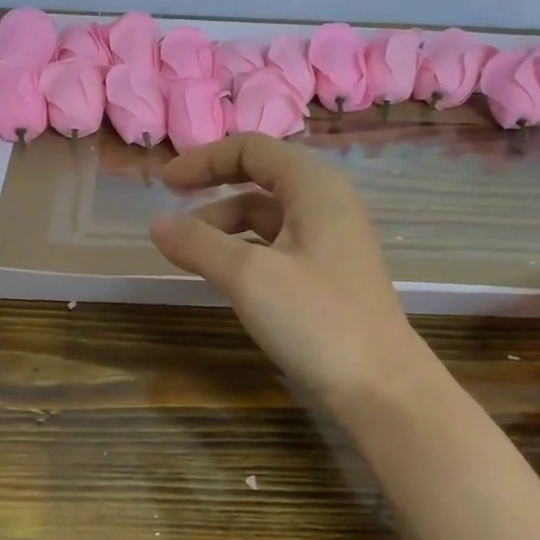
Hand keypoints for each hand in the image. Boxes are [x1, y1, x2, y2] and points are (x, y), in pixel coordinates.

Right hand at [149, 134, 435, 421]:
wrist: (382, 389)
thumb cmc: (317, 319)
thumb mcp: (248, 275)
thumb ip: (198, 243)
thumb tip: (156, 223)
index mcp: (314, 186)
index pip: (252, 149)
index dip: (205, 160)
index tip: (164, 183)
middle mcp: (326, 203)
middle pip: (259, 179)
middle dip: (212, 192)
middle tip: (172, 217)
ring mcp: (330, 241)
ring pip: (267, 218)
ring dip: (225, 227)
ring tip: (187, 254)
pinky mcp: (328, 276)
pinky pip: (277, 247)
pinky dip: (244, 252)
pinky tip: (223, 276)